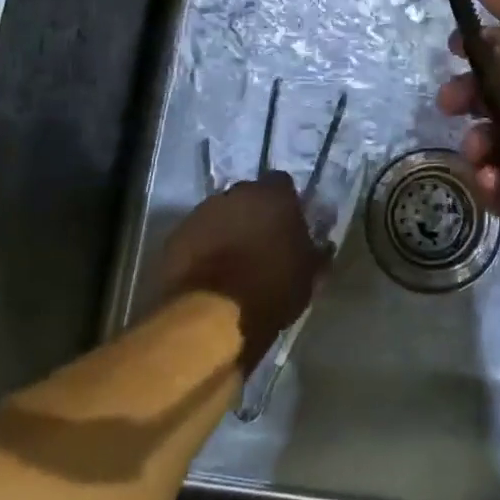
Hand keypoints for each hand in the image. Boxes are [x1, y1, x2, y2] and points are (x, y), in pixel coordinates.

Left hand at [155, 173, 325, 368]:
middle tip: (260, 242)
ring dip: (226, 229)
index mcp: (273, 195)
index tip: (287, 226)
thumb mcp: (309, 276)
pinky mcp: (176, 234)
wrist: (212, 316)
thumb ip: (316, 252)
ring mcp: (202, 212)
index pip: (282, 183)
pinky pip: (196, 235)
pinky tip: (208, 271)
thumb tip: (323, 245)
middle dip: (253, 213)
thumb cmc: (270, 290)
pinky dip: (203, 246)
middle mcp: (237, 193)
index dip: (285, 204)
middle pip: (248, 196)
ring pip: (220, 214)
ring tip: (231, 260)